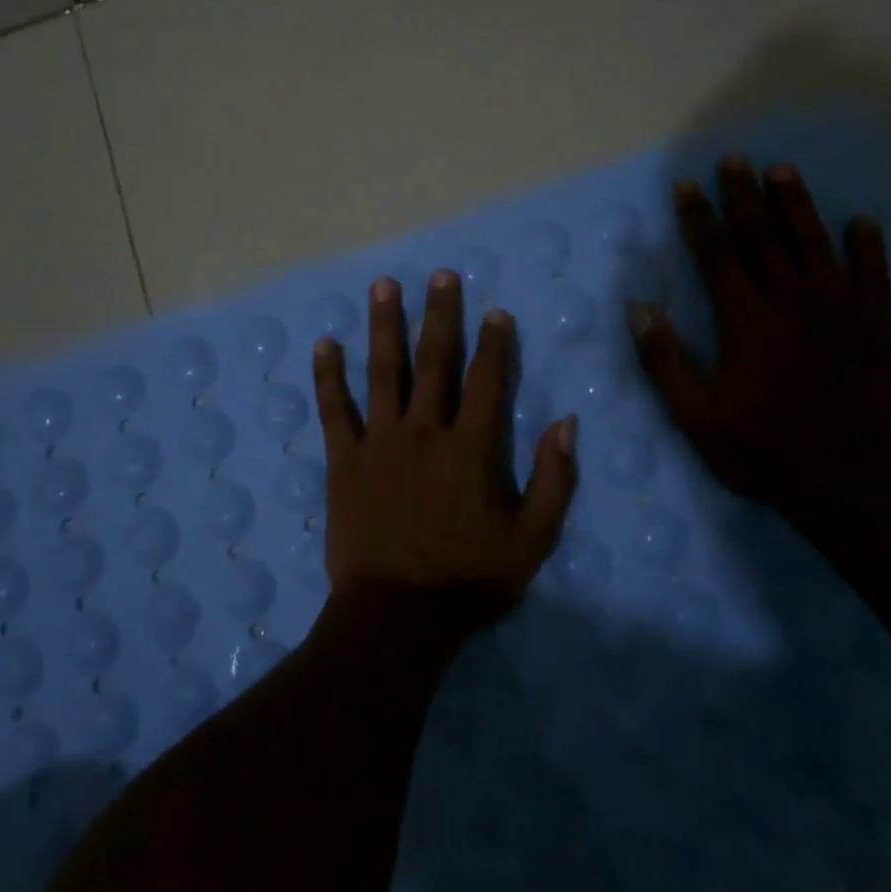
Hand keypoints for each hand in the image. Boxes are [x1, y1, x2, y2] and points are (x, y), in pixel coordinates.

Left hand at [312, 270, 578, 633]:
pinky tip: (323, 344)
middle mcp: (425, 431)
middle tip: (439, 275)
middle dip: (439, 315)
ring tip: (382, 286)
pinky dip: (328, 376)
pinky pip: (334, 409)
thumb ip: (554, 480)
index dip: (494, 344)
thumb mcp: (531, 540)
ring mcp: (380, 441)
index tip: (495, 312)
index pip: (487, 381)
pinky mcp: (344, 460)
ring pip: (382, 372)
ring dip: (383, 326)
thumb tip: (567, 423)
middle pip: (434, 361)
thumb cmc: (467, 580)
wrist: (396, 616)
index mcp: (471, 448)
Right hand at [628, 156, 890, 517]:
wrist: (847, 482)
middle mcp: (791, 304)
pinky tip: (862, 222)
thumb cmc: (762, 449)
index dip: (699, 218)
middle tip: (735, 159)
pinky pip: (874, 278)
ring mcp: (838, 313)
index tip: (686, 185)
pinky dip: (868, 248)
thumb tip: (638, 309)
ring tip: (784, 170)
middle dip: (745, 196)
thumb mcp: (696, 416)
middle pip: (764, 238)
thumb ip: (665, 361)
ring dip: (798, 206)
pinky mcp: (874, 329)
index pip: (717, 256)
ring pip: (816, 245)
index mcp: (746, 322)